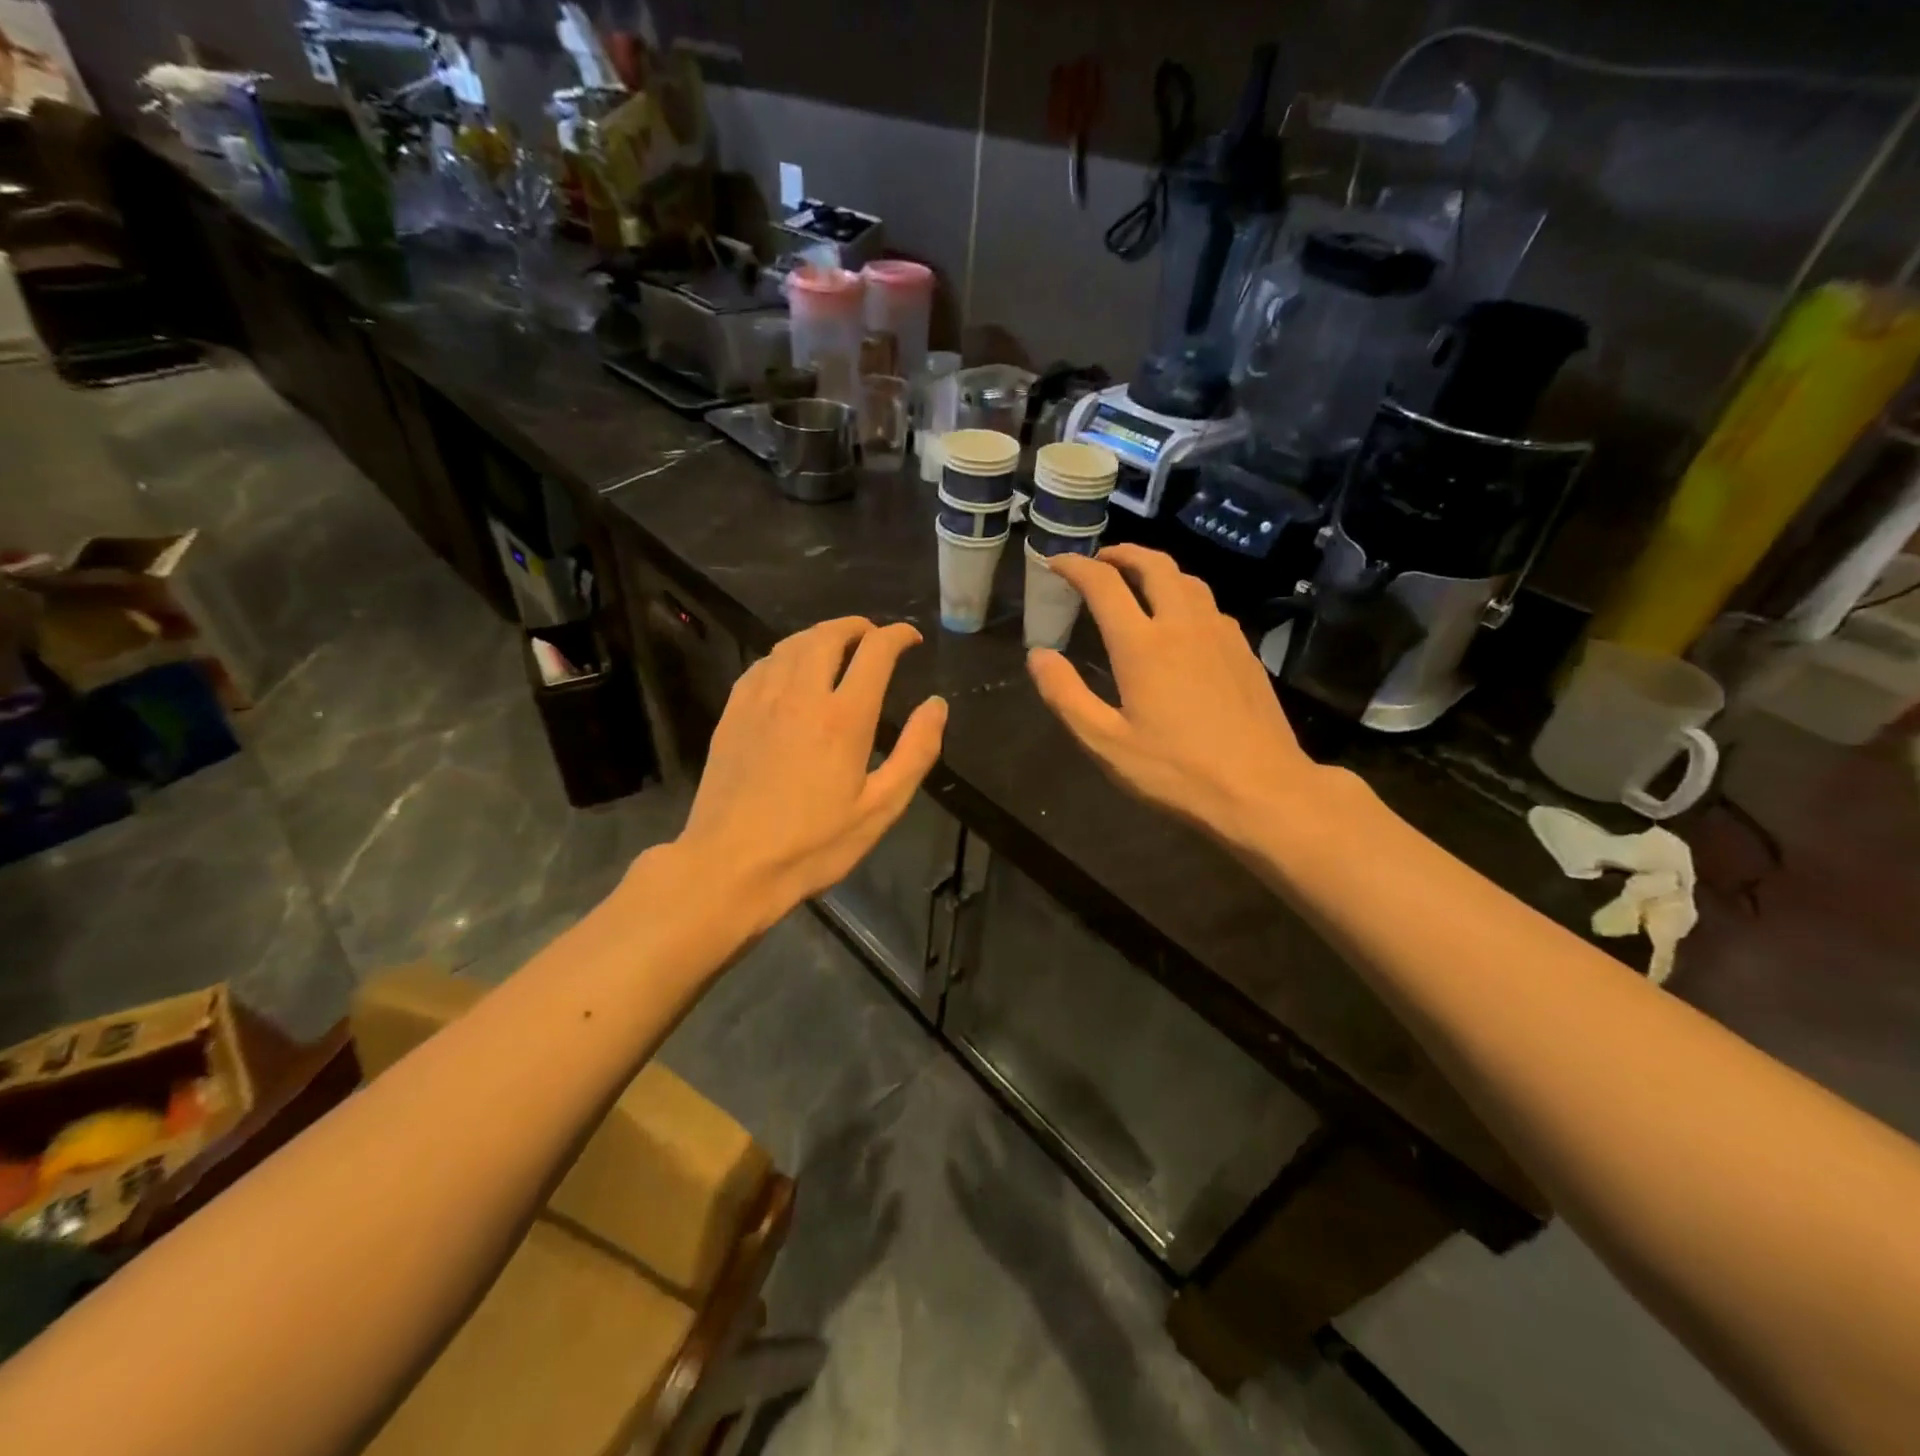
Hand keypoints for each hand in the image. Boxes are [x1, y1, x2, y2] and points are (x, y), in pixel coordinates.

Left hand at [677, 617, 946, 928]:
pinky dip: (786, 655)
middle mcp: (801, 694)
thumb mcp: (880, 808)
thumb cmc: (813, 844)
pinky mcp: (733, 713)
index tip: (910, 639)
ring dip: (821, 635)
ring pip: (792, 644)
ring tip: (837, 646)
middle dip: (857, 627)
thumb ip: (916, 752)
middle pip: (829, 636)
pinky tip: (791, 670)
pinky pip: (762, 664)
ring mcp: (761, 700)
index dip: (897, 636)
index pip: (875, 652)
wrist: (730, 865)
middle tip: (874, 637)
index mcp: (843, 717)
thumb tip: (937, 705)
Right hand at [1027, 545, 1330, 849]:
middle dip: (1121, 553)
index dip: (1075, 566)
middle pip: (1153, 565)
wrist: (1262, 789)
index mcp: (1143, 645)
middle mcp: (1183, 625)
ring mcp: (1220, 634)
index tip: (1056, 562)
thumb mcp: (1106, 743)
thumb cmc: (1176, 771)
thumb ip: (1066, 695)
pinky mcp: (1243, 650)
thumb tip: (1038, 655)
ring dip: (1155, 568)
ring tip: (1136, 579)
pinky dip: (1183, 594)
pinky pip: (1208, 604)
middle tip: (1099, 560)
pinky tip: (1179, 620)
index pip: (1103, 584)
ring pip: (1186, 580)